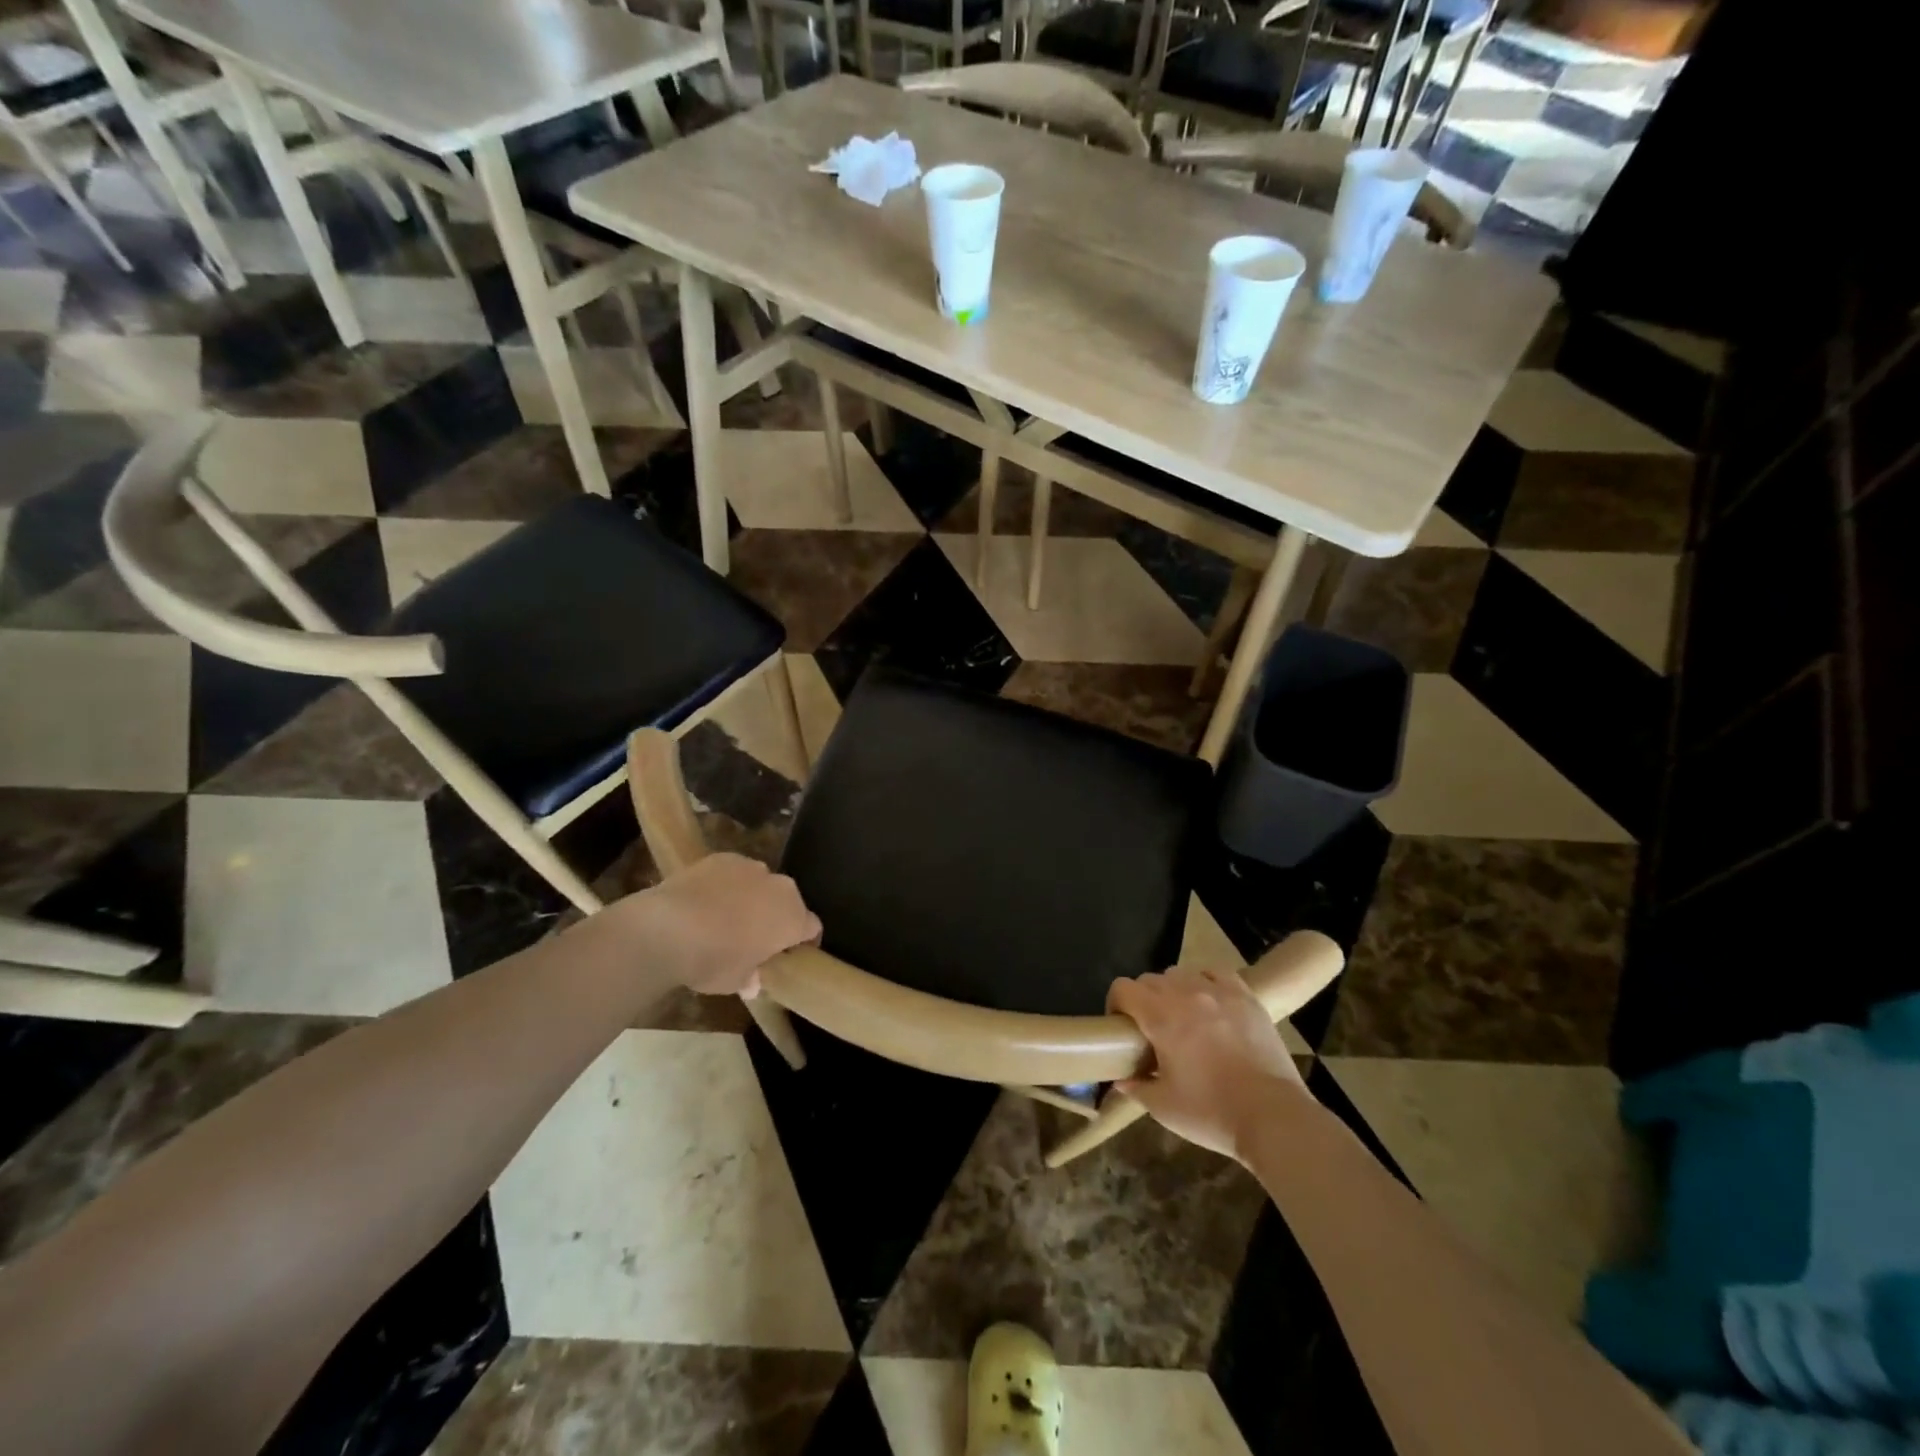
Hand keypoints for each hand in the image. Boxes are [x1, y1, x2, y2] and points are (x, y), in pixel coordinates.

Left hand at [628, 854, 820, 996]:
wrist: (667, 928)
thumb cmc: (712, 961)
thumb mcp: (734, 982)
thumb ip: (751, 978)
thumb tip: (753, 982)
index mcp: (792, 918)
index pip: (811, 928)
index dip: (803, 941)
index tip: (789, 954)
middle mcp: (779, 887)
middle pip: (788, 901)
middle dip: (777, 916)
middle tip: (756, 938)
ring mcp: (751, 867)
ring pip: (760, 883)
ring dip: (752, 898)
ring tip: (726, 918)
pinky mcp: (722, 857)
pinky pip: (733, 873)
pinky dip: (726, 885)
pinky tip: (705, 901)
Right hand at [1108, 967, 1308, 1159]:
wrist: (1273, 1117)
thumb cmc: (1212, 1113)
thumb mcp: (1164, 1107)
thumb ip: (1137, 1087)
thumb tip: (1121, 1079)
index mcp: (1161, 1017)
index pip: (1124, 988)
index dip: (1115, 1003)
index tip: (1120, 1027)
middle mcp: (1186, 994)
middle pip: (1150, 980)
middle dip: (1143, 1000)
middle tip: (1151, 1030)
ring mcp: (1219, 992)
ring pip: (1181, 973)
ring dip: (1173, 990)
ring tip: (1183, 1017)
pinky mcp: (1246, 997)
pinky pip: (1216, 973)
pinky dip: (1206, 982)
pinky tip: (1210, 1003)